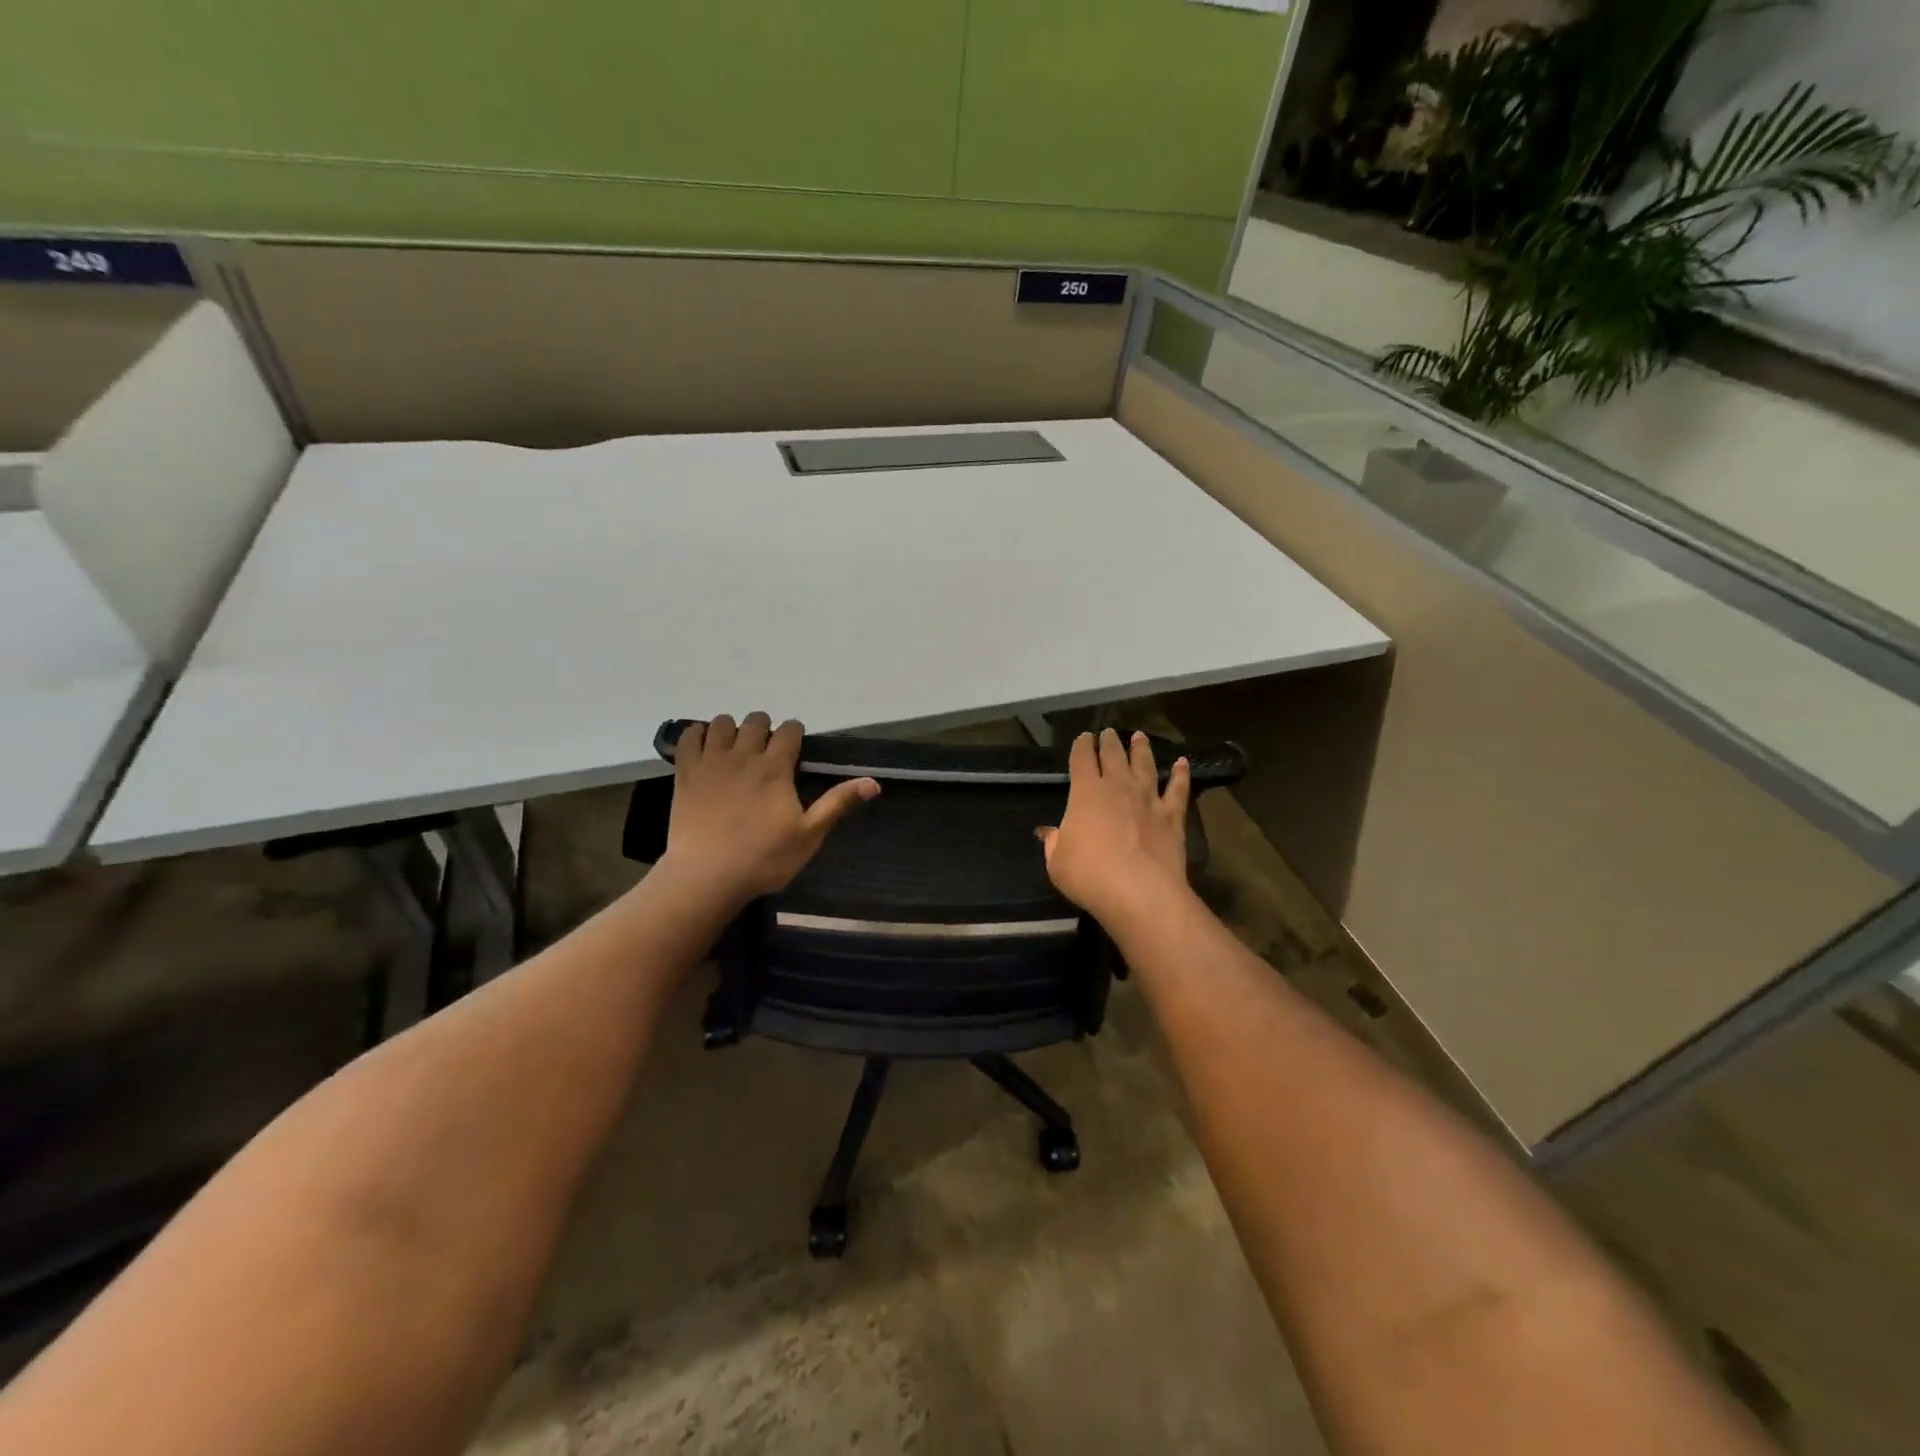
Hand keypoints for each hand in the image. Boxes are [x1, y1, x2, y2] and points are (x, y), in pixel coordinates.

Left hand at [661, 713, 879, 902]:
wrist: (707, 877)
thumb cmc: (764, 859)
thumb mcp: (809, 835)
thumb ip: (838, 803)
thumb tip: (873, 782)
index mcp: (776, 768)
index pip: (790, 730)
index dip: (795, 734)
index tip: (795, 748)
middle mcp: (744, 755)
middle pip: (756, 720)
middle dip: (765, 729)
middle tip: (767, 752)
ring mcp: (711, 761)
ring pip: (722, 723)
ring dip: (732, 730)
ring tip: (736, 750)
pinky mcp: (685, 772)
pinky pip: (689, 737)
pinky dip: (698, 735)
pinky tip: (705, 749)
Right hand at [1038, 729, 1191, 926]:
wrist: (1140, 892)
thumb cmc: (1089, 876)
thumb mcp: (1057, 862)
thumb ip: (1054, 842)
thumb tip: (1049, 833)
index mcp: (1086, 792)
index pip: (1082, 759)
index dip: (1081, 746)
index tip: (1083, 738)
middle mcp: (1118, 786)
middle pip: (1113, 755)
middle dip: (1109, 741)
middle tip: (1109, 732)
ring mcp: (1148, 798)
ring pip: (1145, 765)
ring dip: (1141, 749)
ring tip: (1139, 736)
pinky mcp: (1172, 816)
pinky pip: (1178, 789)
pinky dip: (1180, 774)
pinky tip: (1182, 763)